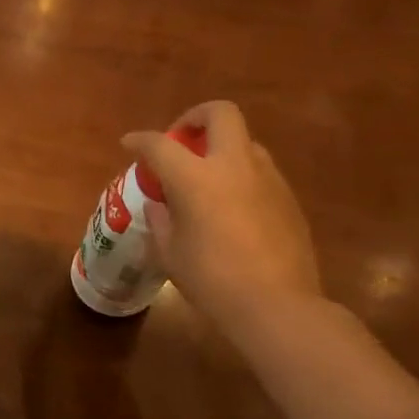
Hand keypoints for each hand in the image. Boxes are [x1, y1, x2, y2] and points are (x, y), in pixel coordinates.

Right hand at [122, 101, 320, 336]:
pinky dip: (238, 176)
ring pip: (244, 142)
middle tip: (180, 141)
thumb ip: (162, 219)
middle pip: (220, 114)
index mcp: (196, 178)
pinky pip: (259, 171)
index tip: (130, 144)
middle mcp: (235, 166)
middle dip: (195, 118)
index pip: (160, 145)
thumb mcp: (170, 251)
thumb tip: (163, 204)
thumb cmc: (210, 279)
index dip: (140, 140)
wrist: (275, 304)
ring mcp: (268, 178)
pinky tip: (229, 208)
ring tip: (205, 178)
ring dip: (220, 148)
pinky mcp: (288, 197)